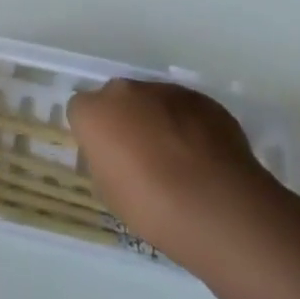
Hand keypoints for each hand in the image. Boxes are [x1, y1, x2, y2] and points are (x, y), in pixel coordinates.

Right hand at [69, 80, 270, 261]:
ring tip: (178, 160)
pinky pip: (186, 109)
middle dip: (125, 120)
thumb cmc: (152, 207)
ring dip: (158, 120)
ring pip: (153, 101)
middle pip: (117, 99)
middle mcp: (126, 91)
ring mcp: (167, 91)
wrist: (218, 207)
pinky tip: (203, 158)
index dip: (93, 134)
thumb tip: (116, 154)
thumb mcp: (109, 192)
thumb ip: (105, 160)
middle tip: (141, 157)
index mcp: (95, 112)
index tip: (107, 158)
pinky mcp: (202, 99)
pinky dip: (189, 126)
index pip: (81, 111)